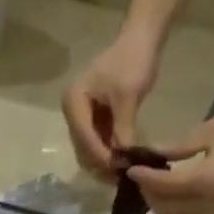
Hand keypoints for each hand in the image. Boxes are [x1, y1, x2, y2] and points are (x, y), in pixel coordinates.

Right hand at [62, 30, 161, 179]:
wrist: (142, 37)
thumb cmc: (133, 60)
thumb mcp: (128, 96)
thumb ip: (123, 128)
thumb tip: (123, 159)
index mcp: (74, 102)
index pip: (84, 136)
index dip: (100, 155)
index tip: (118, 169)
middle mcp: (72, 111)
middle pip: (83, 147)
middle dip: (101, 162)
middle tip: (120, 177)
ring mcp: (81, 115)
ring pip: (89, 148)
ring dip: (104, 161)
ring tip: (122, 172)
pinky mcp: (92, 118)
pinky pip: (97, 141)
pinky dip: (109, 151)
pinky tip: (122, 160)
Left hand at [129, 104, 213, 213]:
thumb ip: (180, 146)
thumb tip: (153, 153)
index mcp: (204, 181)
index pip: (163, 186)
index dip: (143, 178)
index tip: (130, 168)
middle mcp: (206, 204)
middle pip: (164, 209)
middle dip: (149, 195)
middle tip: (143, 177)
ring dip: (160, 210)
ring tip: (157, 189)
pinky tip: (173, 200)